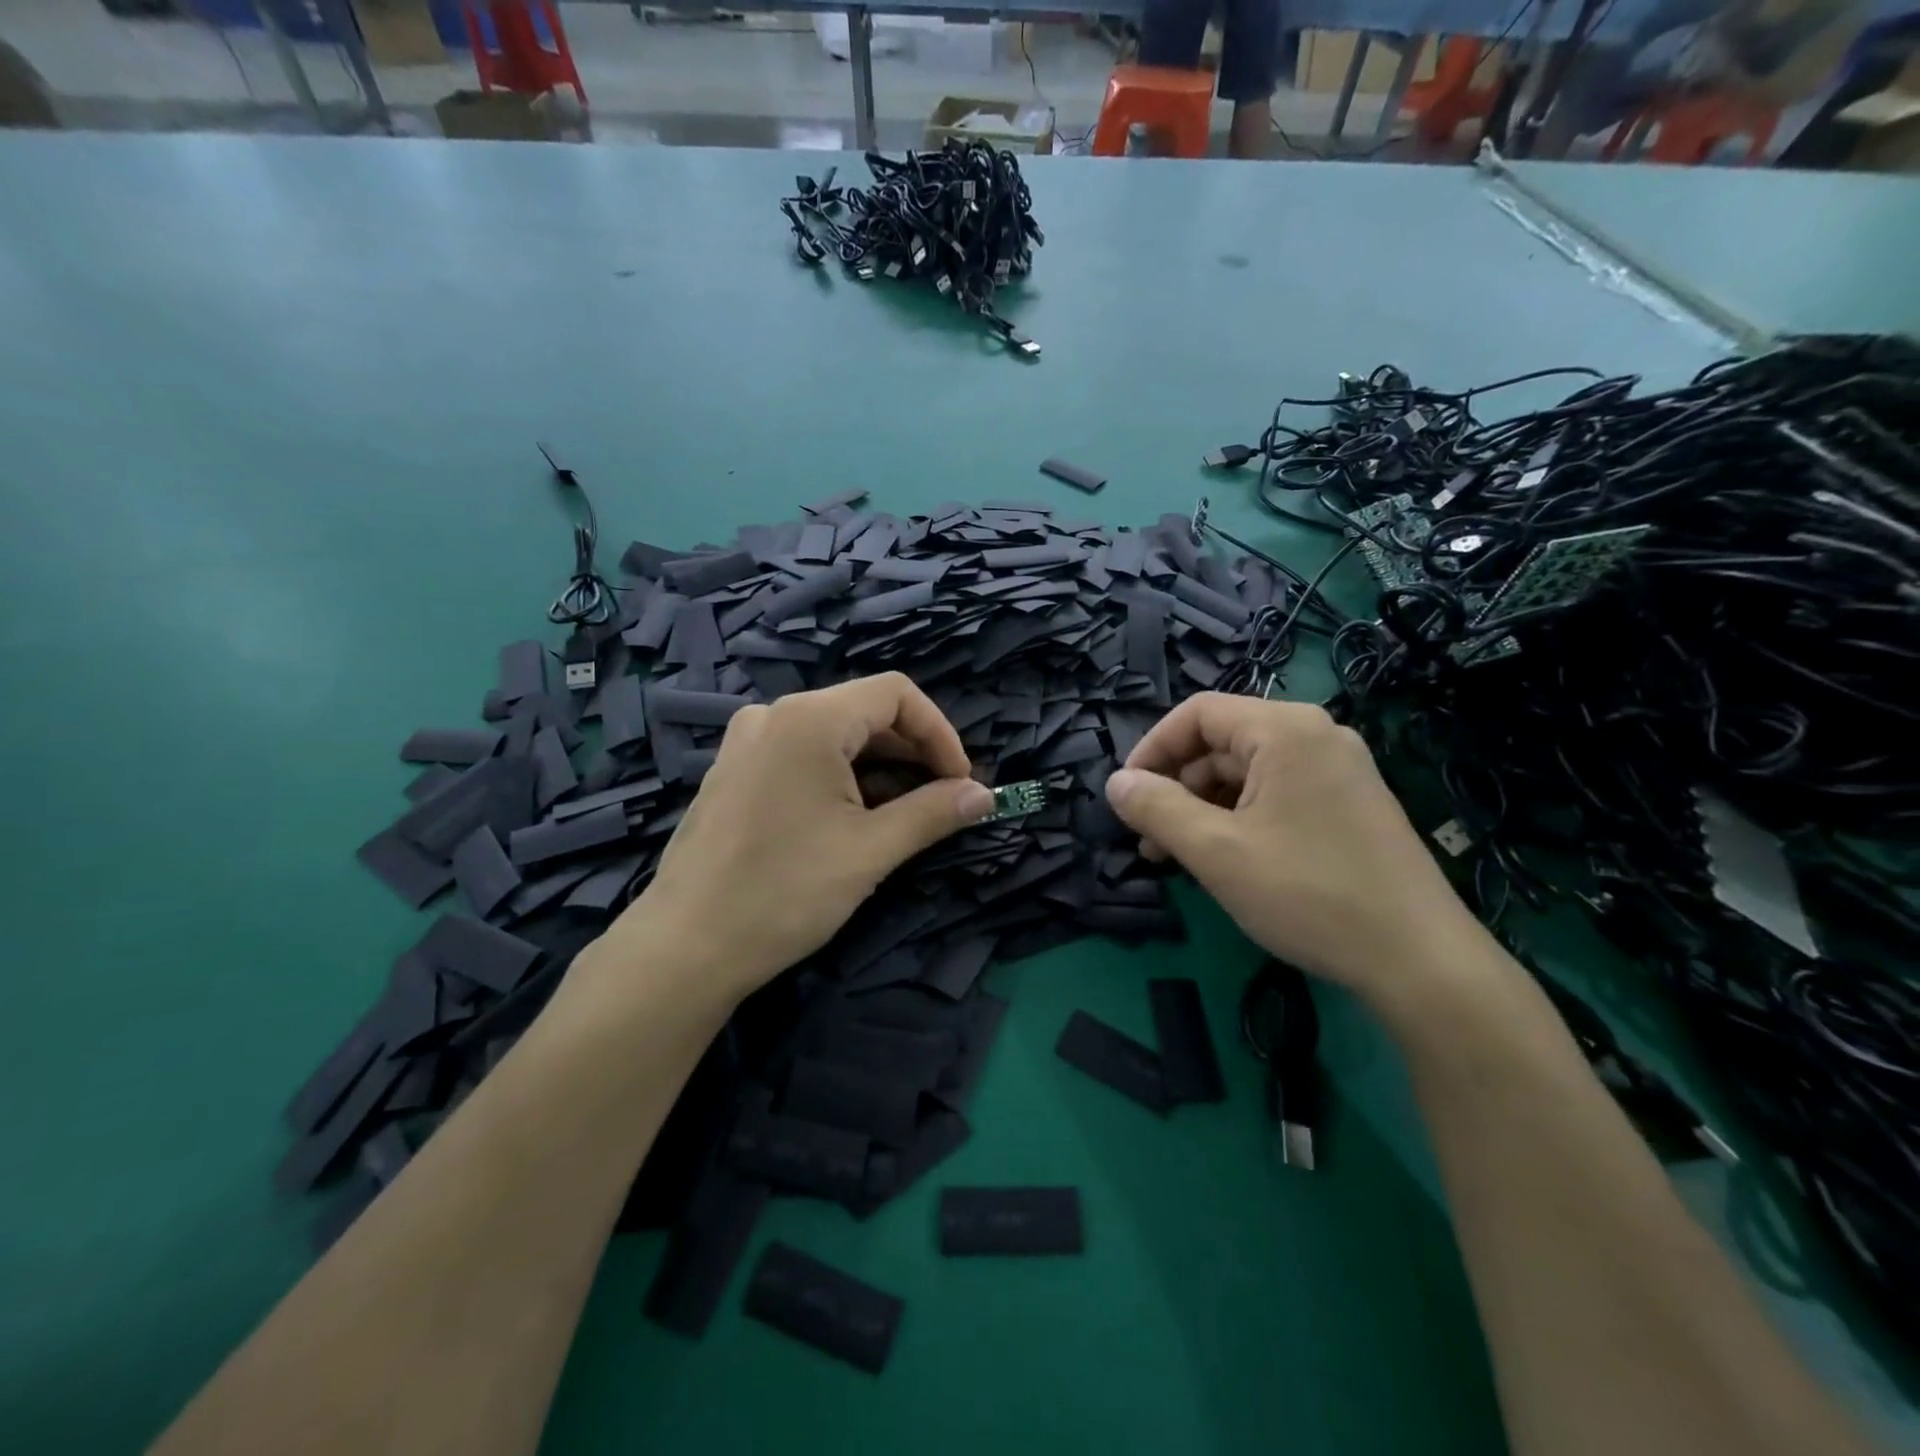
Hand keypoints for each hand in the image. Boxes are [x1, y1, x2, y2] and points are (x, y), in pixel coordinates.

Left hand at [629, 673, 994, 998]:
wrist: (685, 947)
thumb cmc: (784, 892)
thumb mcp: (870, 851)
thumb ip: (933, 813)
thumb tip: (984, 795)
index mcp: (809, 718)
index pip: (896, 693)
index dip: (940, 732)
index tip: (961, 782)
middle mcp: (774, 714)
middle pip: (864, 711)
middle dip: (912, 752)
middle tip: (940, 801)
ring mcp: (747, 741)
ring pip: (834, 734)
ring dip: (879, 767)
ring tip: (903, 815)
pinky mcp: (734, 771)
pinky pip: (802, 754)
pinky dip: (840, 775)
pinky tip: (852, 818)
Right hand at [1104, 694, 1484, 1004]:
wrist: (1420, 960)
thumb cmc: (1308, 893)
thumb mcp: (1215, 851)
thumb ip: (1157, 809)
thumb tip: (1115, 784)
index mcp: (1285, 729)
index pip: (1197, 713)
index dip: (1151, 749)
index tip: (1126, 796)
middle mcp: (1316, 735)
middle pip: (1222, 743)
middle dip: (1176, 787)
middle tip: (1148, 840)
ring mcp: (1339, 769)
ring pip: (1247, 772)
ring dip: (1203, 808)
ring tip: (1178, 858)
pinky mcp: (1350, 804)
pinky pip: (1277, 794)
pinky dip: (1240, 818)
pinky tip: (1225, 860)